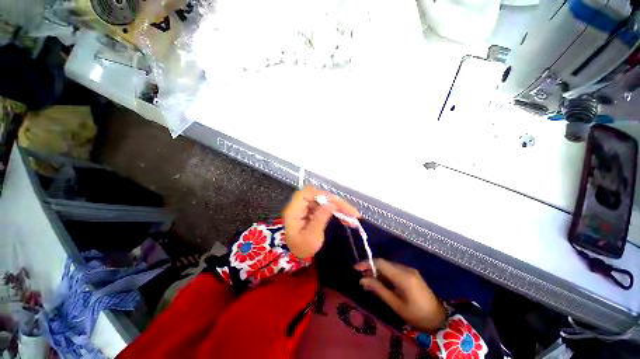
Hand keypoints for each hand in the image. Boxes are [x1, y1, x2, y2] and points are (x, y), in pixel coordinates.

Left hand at [284, 187, 360, 258]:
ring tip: (353, 216)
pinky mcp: (312, 210)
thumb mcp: (311, 237)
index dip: (323, 195)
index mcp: (294, 209)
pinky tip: (346, 218)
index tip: (337, 204)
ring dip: (339, 207)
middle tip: (352, 212)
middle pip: (319, 196)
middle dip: (336, 202)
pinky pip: (326, 206)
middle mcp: (300, 204)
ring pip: (325, 201)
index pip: (308, 193)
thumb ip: (320, 218)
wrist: (295, 255)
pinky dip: (336, 211)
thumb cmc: (301, 248)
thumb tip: (332, 204)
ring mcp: (307, 207)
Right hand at [355, 259, 445, 330]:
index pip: (381, 263)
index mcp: (403, 276)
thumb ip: (378, 290)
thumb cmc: (417, 315)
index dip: (366, 263)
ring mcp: (410, 270)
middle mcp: (406, 269)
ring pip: (389, 266)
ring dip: (378, 272)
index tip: (355, 268)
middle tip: (361, 278)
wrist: (440, 320)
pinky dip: (386, 275)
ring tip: (370, 283)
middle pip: (384, 263)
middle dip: (371, 268)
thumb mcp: (396, 305)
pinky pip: (395, 270)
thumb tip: (362, 280)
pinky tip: (382, 284)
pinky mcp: (412, 274)